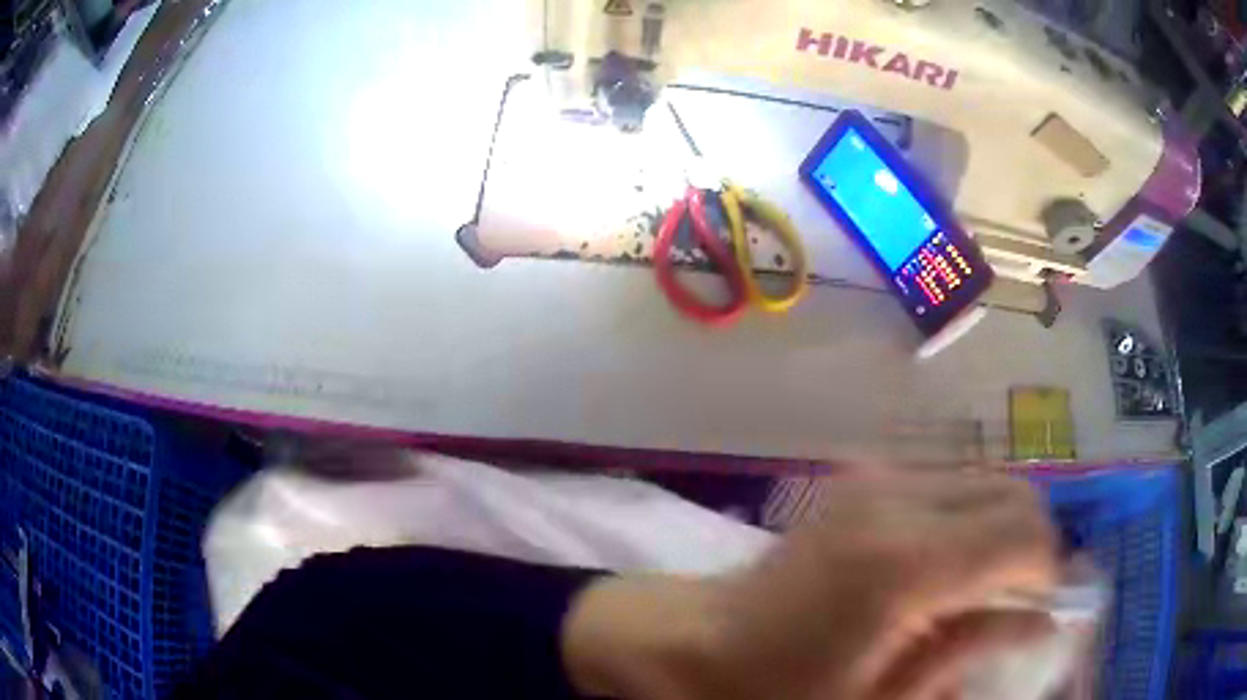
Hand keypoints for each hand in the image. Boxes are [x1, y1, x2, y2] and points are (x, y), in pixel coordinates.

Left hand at [563, 470, 1058, 699]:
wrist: (699, 645)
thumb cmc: (780, 692)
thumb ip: (969, 653)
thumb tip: (1043, 622)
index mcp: (906, 565)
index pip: (1024, 535)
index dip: (1046, 573)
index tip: (1038, 613)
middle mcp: (898, 500)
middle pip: (1015, 494)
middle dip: (1031, 546)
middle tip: (1013, 603)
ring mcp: (876, 479)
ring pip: (986, 480)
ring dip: (1002, 529)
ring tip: (981, 588)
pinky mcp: (862, 479)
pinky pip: (949, 482)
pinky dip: (970, 517)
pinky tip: (944, 567)